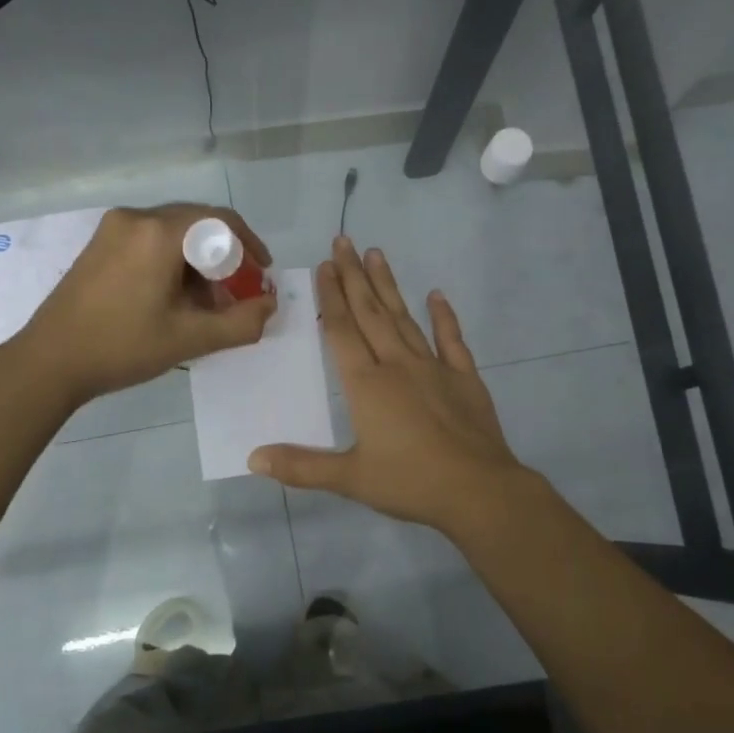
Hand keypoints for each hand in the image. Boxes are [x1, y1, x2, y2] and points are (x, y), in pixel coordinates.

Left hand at [19, 203, 276, 407]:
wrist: (49, 361)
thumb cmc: (122, 347)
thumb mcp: (190, 338)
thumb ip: (240, 322)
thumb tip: (269, 305)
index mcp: (159, 232)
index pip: (221, 221)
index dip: (250, 246)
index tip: (262, 274)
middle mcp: (136, 217)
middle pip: (197, 224)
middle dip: (224, 257)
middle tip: (236, 293)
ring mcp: (113, 228)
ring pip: (173, 233)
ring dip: (197, 261)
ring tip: (205, 303)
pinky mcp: (99, 244)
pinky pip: (149, 240)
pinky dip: (171, 261)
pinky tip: (172, 297)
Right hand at [250, 237, 529, 534]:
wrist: (479, 491)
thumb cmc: (410, 483)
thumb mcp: (350, 479)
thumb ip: (301, 466)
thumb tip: (253, 458)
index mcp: (367, 385)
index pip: (342, 331)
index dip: (330, 298)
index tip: (324, 266)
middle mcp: (397, 365)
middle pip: (370, 313)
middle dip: (354, 276)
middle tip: (343, 241)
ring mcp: (434, 367)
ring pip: (404, 318)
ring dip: (388, 286)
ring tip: (376, 253)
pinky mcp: (464, 378)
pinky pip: (451, 339)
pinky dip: (443, 316)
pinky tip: (436, 295)